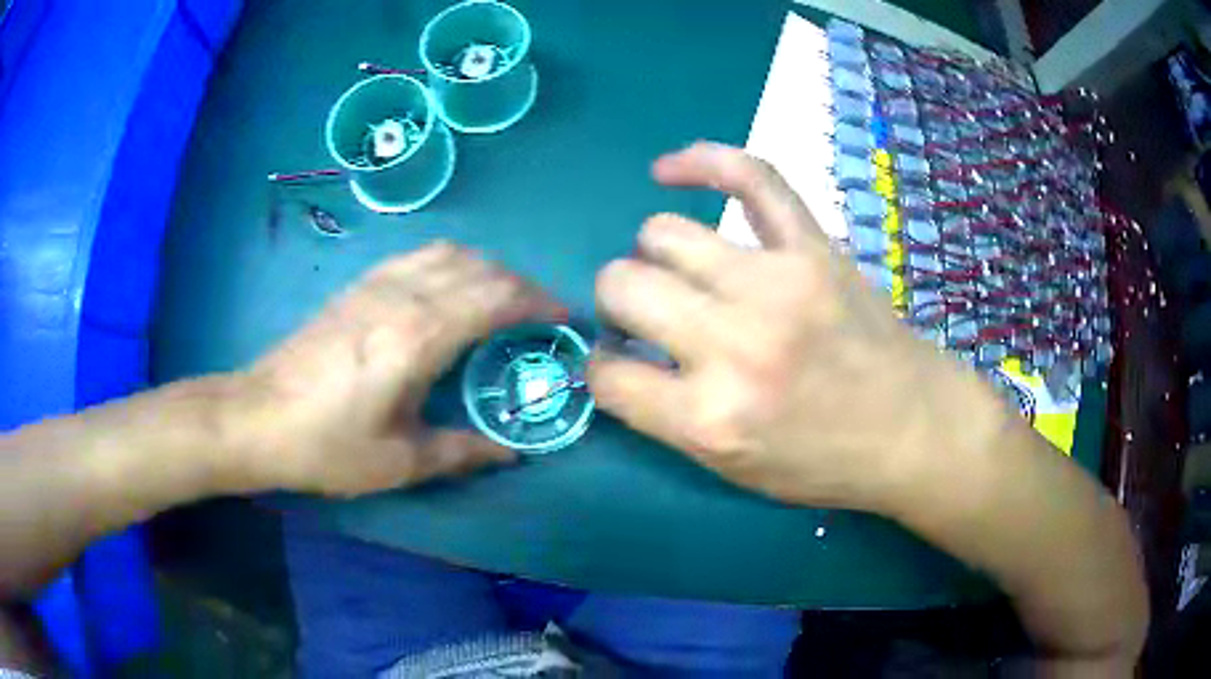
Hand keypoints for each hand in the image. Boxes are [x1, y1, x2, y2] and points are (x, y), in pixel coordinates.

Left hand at [234, 242, 563, 496]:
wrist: (257, 417)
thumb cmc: (327, 445)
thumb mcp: (399, 462)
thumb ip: (462, 452)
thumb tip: (511, 453)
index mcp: (421, 337)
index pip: (496, 298)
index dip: (538, 302)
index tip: (563, 318)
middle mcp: (404, 296)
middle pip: (479, 269)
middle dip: (520, 285)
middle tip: (540, 314)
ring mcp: (377, 284)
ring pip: (449, 253)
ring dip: (486, 268)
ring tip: (500, 298)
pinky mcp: (357, 286)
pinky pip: (418, 256)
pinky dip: (451, 263)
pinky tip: (447, 289)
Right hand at [590, 142, 986, 510]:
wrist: (914, 428)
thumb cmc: (826, 463)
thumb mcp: (734, 468)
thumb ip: (668, 416)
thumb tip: (623, 355)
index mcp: (710, 417)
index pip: (607, 374)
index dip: (603, 367)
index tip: (620, 362)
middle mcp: (733, 344)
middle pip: (621, 285)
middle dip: (616, 302)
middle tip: (647, 317)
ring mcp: (776, 283)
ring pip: (664, 233)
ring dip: (653, 255)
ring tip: (678, 272)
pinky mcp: (812, 245)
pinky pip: (748, 177)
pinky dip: (702, 161)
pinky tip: (669, 170)